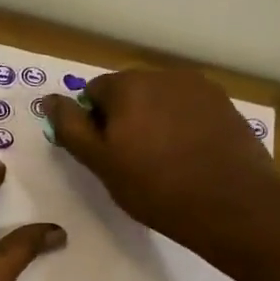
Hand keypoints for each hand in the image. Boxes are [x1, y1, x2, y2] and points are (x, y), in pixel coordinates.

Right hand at [42, 68, 279, 250]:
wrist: (231, 205)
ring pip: (160, 100)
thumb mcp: (100, 162)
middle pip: (129, 91)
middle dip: (124, 118)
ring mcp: (200, 88)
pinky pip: (189, 110)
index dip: (92, 122)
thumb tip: (48, 100)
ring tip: (161, 159)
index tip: (103, 152)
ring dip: (153, 120)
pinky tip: (188, 157)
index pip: (93, 92)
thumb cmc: (154, 186)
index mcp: (128, 85)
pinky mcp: (226, 105)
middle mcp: (164, 75)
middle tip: (129, 159)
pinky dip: (181, 126)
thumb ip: (70, 127)